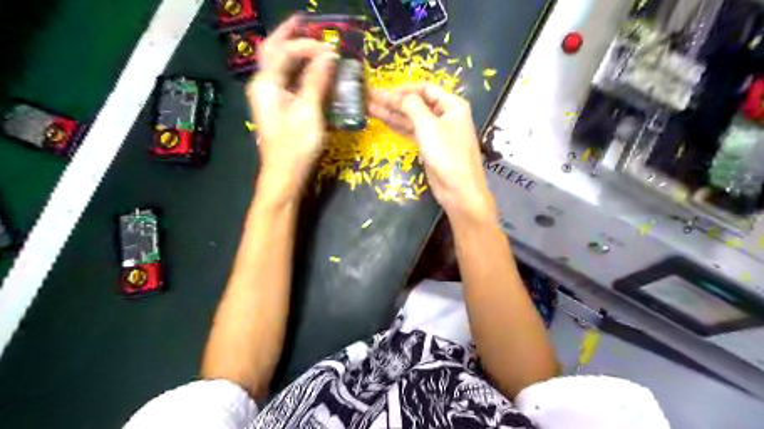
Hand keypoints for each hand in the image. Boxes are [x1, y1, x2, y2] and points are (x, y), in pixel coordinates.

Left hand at [247, 16, 335, 200]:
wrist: (285, 176)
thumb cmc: (296, 147)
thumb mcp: (309, 113)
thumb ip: (316, 82)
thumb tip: (328, 56)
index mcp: (266, 84)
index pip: (284, 51)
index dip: (307, 46)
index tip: (332, 50)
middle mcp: (263, 86)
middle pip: (273, 51)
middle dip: (289, 35)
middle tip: (307, 23)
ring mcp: (269, 97)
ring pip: (279, 65)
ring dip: (294, 52)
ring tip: (312, 43)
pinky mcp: (278, 108)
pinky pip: (286, 80)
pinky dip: (298, 71)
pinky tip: (312, 71)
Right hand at [368, 84, 496, 223]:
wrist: (459, 189)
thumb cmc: (447, 154)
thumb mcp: (428, 125)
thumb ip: (411, 106)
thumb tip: (397, 95)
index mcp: (451, 104)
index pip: (424, 88)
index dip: (403, 89)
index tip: (383, 92)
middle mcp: (445, 115)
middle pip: (416, 103)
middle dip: (393, 101)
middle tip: (369, 97)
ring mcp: (437, 132)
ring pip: (412, 118)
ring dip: (392, 113)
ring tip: (369, 107)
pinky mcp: (430, 146)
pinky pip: (412, 131)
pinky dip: (398, 126)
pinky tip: (383, 121)